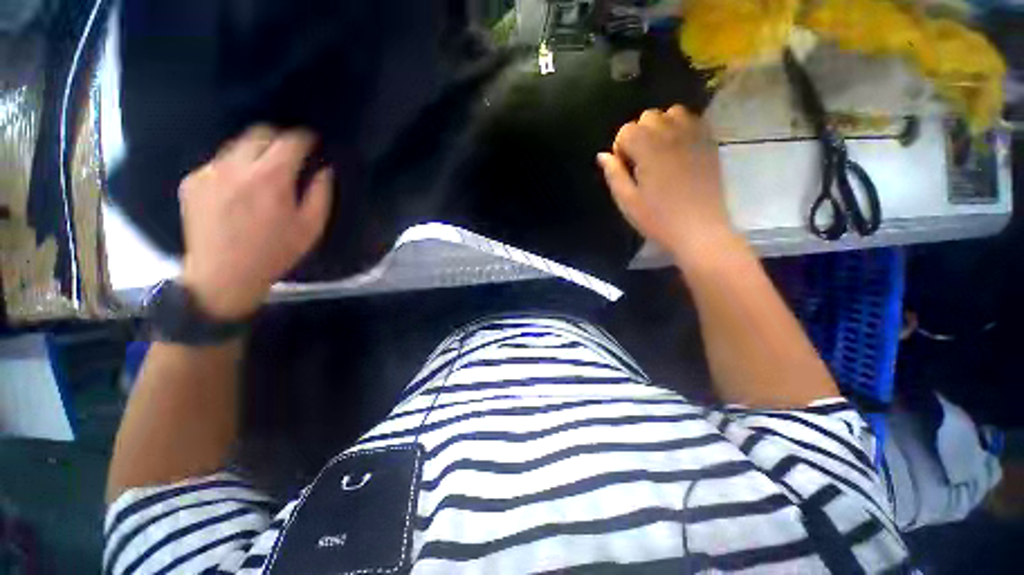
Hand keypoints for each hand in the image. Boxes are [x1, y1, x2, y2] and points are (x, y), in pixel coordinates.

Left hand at [178, 125, 332, 319]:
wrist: (223, 274)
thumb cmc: (275, 252)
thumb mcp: (311, 228)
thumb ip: (321, 194)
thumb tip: (324, 170)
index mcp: (271, 177)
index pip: (290, 141)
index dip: (304, 137)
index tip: (312, 139)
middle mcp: (237, 166)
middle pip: (259, 132)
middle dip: (278, 137)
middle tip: (289, 152)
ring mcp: (210, 171)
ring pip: (236, 145)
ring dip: (254, 151)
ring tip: (263, 171)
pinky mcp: (192, 181)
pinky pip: (217, 163)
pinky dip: (233, 168)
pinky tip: (238, 189)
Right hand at [598, 105, 736, 262]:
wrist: (699, 230)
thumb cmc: (658, 219)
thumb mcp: (627, 201)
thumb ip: (613, 175)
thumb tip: (602, 155)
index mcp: (649, 149)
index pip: (627, 130)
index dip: (620, 149)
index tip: (626, 170)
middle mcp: (672, 134)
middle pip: (648, 116)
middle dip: (638, 135)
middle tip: (641, 163)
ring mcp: (694, 136)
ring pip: (672, 112)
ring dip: (660, 128)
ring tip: (659, 152)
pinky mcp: (710, 142)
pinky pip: (693, 119)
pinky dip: (681, 127)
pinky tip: (678, 149)